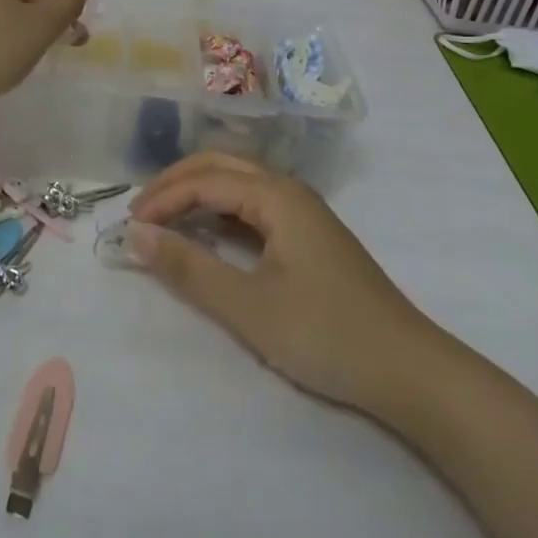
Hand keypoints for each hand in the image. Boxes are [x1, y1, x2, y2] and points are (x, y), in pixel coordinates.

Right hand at [125, 153, 444, 415]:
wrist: (408, 370)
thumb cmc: (325, 334)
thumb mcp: (248, 306)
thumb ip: (189, 268)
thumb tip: (135, 235)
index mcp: (276, 195)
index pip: (204, 180)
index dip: (162, 198)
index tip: (129, 226)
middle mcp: (289, 190)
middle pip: (221, 166)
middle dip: (176, 184)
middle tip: (140, 213)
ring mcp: (304, 212)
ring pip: (239, 184)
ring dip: (198, 194)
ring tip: (164, 220)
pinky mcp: (310, 236)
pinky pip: (254, 206)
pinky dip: (221, 212)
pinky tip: (208, 234)